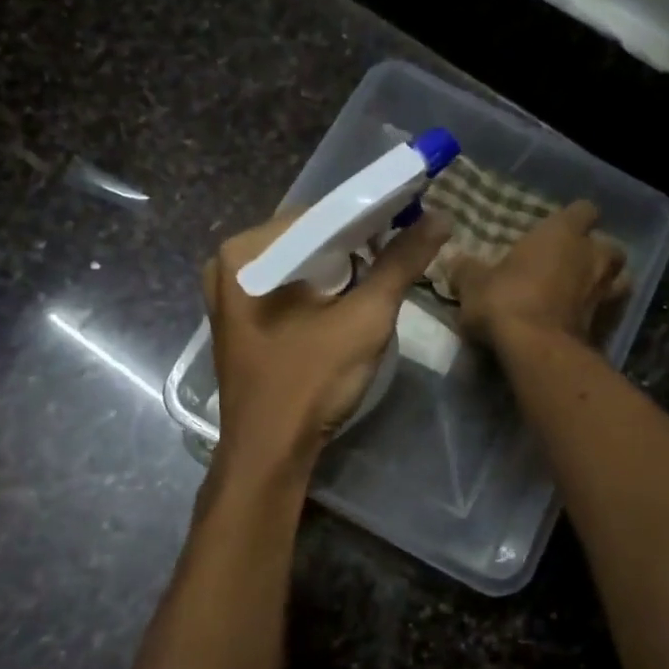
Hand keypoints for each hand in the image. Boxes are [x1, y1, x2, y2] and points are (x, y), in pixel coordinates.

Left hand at [204, 209, 450, 466]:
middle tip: (401, 255)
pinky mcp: (239, 317)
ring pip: (300, 263)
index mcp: (247, 252)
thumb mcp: (364, 319)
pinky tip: (346, 303)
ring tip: (381, 279)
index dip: (370, 218)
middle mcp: (229, 262)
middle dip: (355, 247)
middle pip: (308, 238)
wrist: (270, 452)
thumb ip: (400, 263)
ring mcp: (229, 292)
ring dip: (341, 269)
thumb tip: (440, 218)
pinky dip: (319, 289)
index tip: (412, 222)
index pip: (321, 215)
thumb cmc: (311, 382)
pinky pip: (287, 286)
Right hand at [451, 200, 628, 345]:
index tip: (556, 231)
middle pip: (608, 246)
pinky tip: (578, 326)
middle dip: (593, 255)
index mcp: (563, 233)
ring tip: (581, 296)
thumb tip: (454, 260)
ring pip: (618, 280)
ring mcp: (607, 292)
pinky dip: (598, 317)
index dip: (572, 219)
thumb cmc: (506, 301)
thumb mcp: (473, 284)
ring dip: (603, 285)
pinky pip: (609, 314)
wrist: (537, 351)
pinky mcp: (610, 326)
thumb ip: (467, 270)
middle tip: (569, 267)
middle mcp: (593, 256)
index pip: (583, 210)